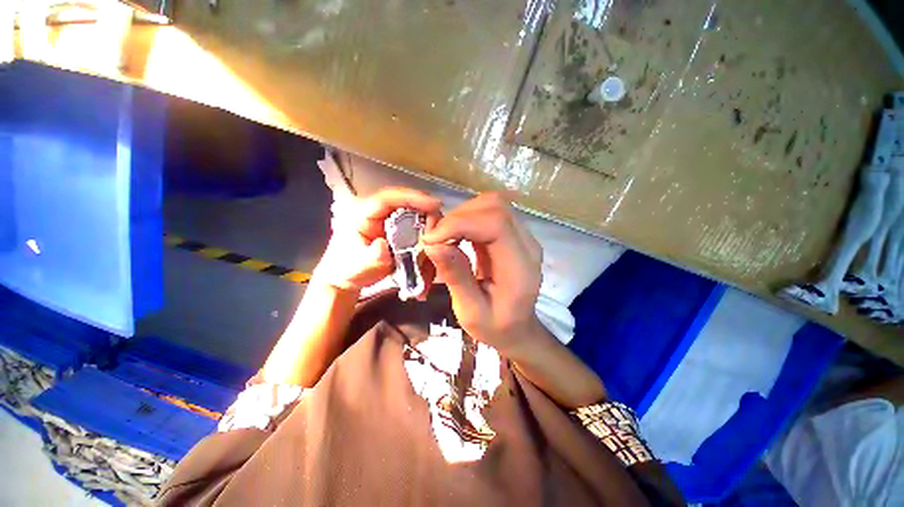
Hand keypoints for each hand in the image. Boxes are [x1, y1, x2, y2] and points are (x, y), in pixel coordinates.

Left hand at [314, 187, 441, 292]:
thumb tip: (383, 246)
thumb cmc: (346, 269)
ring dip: (429, 229)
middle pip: (408, 204)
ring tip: (439, 244)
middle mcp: (380, 214)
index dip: (412, 197)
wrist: (348, 279)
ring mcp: (391, 223)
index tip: (434, 205)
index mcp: (363, 213)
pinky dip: (427, 240)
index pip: (388, 198)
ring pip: (416, 217)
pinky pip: (418, 231)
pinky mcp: (400, 233)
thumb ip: (369, 258)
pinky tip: (432, 251)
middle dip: (427, 214)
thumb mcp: (355, 266)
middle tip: (441, 230)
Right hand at [422, 193, 543, 353]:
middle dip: (459, 217)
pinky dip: (468, 219)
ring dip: (462, 215)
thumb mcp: (471, 312)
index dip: (460, 223)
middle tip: (436, 238)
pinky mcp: (513, 235)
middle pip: (495, 207)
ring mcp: (523, 237)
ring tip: (444, 237)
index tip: (431, 239)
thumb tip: (433, 244)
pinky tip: (457, 235)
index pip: (496, 224)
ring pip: (492, 205)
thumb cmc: (495, 327)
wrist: (518, 329)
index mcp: (520, 267)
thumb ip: (456, 277)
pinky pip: (490, 214)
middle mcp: (527, 245)